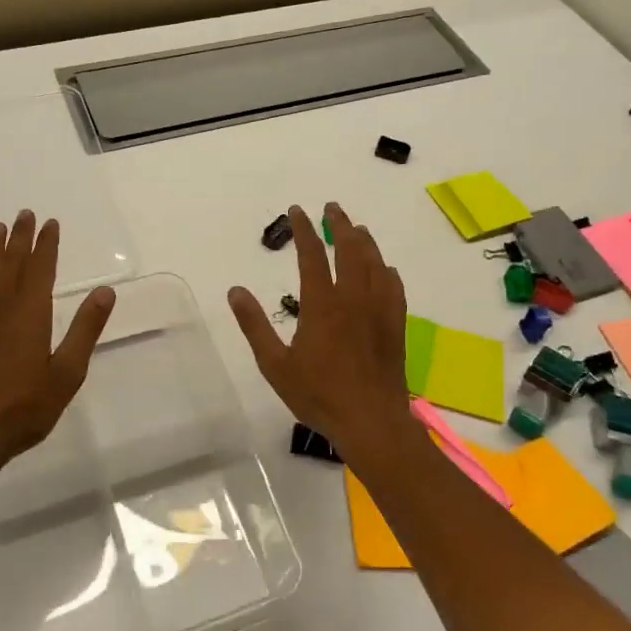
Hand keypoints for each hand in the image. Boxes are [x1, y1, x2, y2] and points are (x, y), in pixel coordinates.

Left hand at [0, 210, 115, 476]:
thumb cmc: (24, 407)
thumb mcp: (67, 373)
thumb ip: (85, 330)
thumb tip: (106, 291)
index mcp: (30, 315)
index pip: (40, 270)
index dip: (46, 245)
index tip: (50, 222)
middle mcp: (1, 310)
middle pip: (11, 265)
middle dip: (19, 239)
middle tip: (24, 213)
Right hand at [229, 203, 409, 452]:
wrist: (371, 422)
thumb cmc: (319, 395)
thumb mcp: (275, 364)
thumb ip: (255, 325)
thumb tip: (235, 291)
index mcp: (322, 304)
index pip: (312, 255)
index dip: (304, 229)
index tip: (298, 211)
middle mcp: (353, 298)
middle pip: (349, 249)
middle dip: (339, 224)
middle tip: (331, 208)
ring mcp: (379, 310)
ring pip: (374, 263)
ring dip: (364, 241)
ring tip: (357, 229)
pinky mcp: (396, 324)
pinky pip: (394, 286)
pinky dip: (386, 270)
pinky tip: (384, 268)